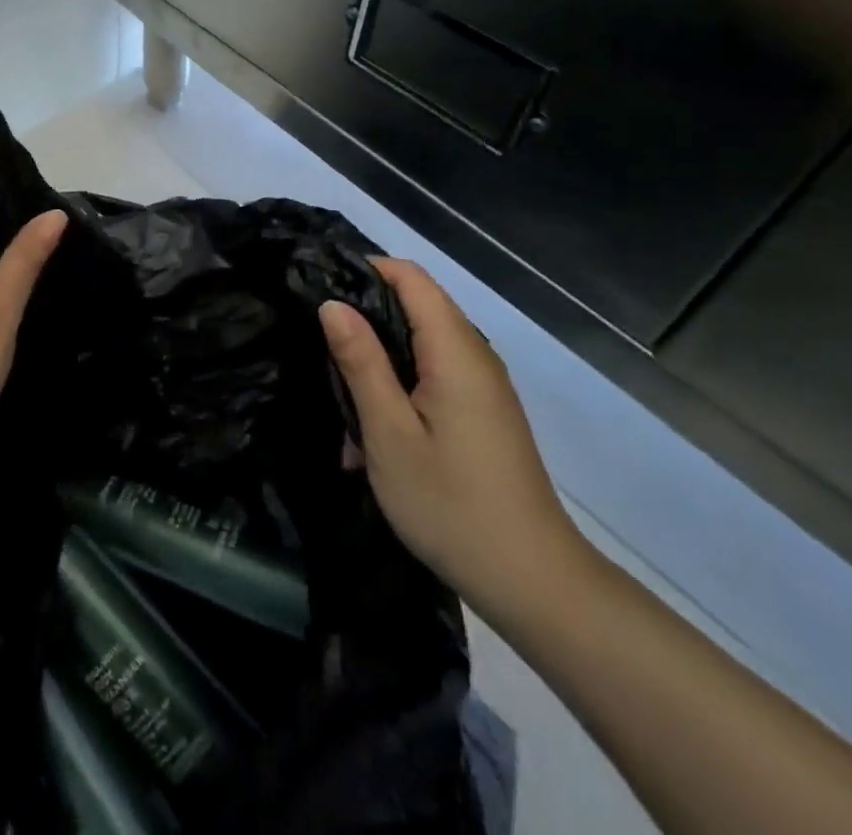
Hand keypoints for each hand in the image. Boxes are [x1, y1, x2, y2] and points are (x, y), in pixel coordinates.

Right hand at [319, 258, 589, 622]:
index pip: (410, 276)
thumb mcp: (390, 434)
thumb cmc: (451, 504)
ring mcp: (482, 385)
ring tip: (344, 411)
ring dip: (378, 367)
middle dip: (365, 323)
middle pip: (414, 307)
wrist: (532, 581)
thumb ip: (361, 362)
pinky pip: (433, 377)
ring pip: (419, 346)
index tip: (319, 288)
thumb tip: (332, 304)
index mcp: (455, 349)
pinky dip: (399, 392)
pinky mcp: (482, 412)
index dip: (365, 270)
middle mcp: (474, 355)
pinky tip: (373, 438)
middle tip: (321, 354)